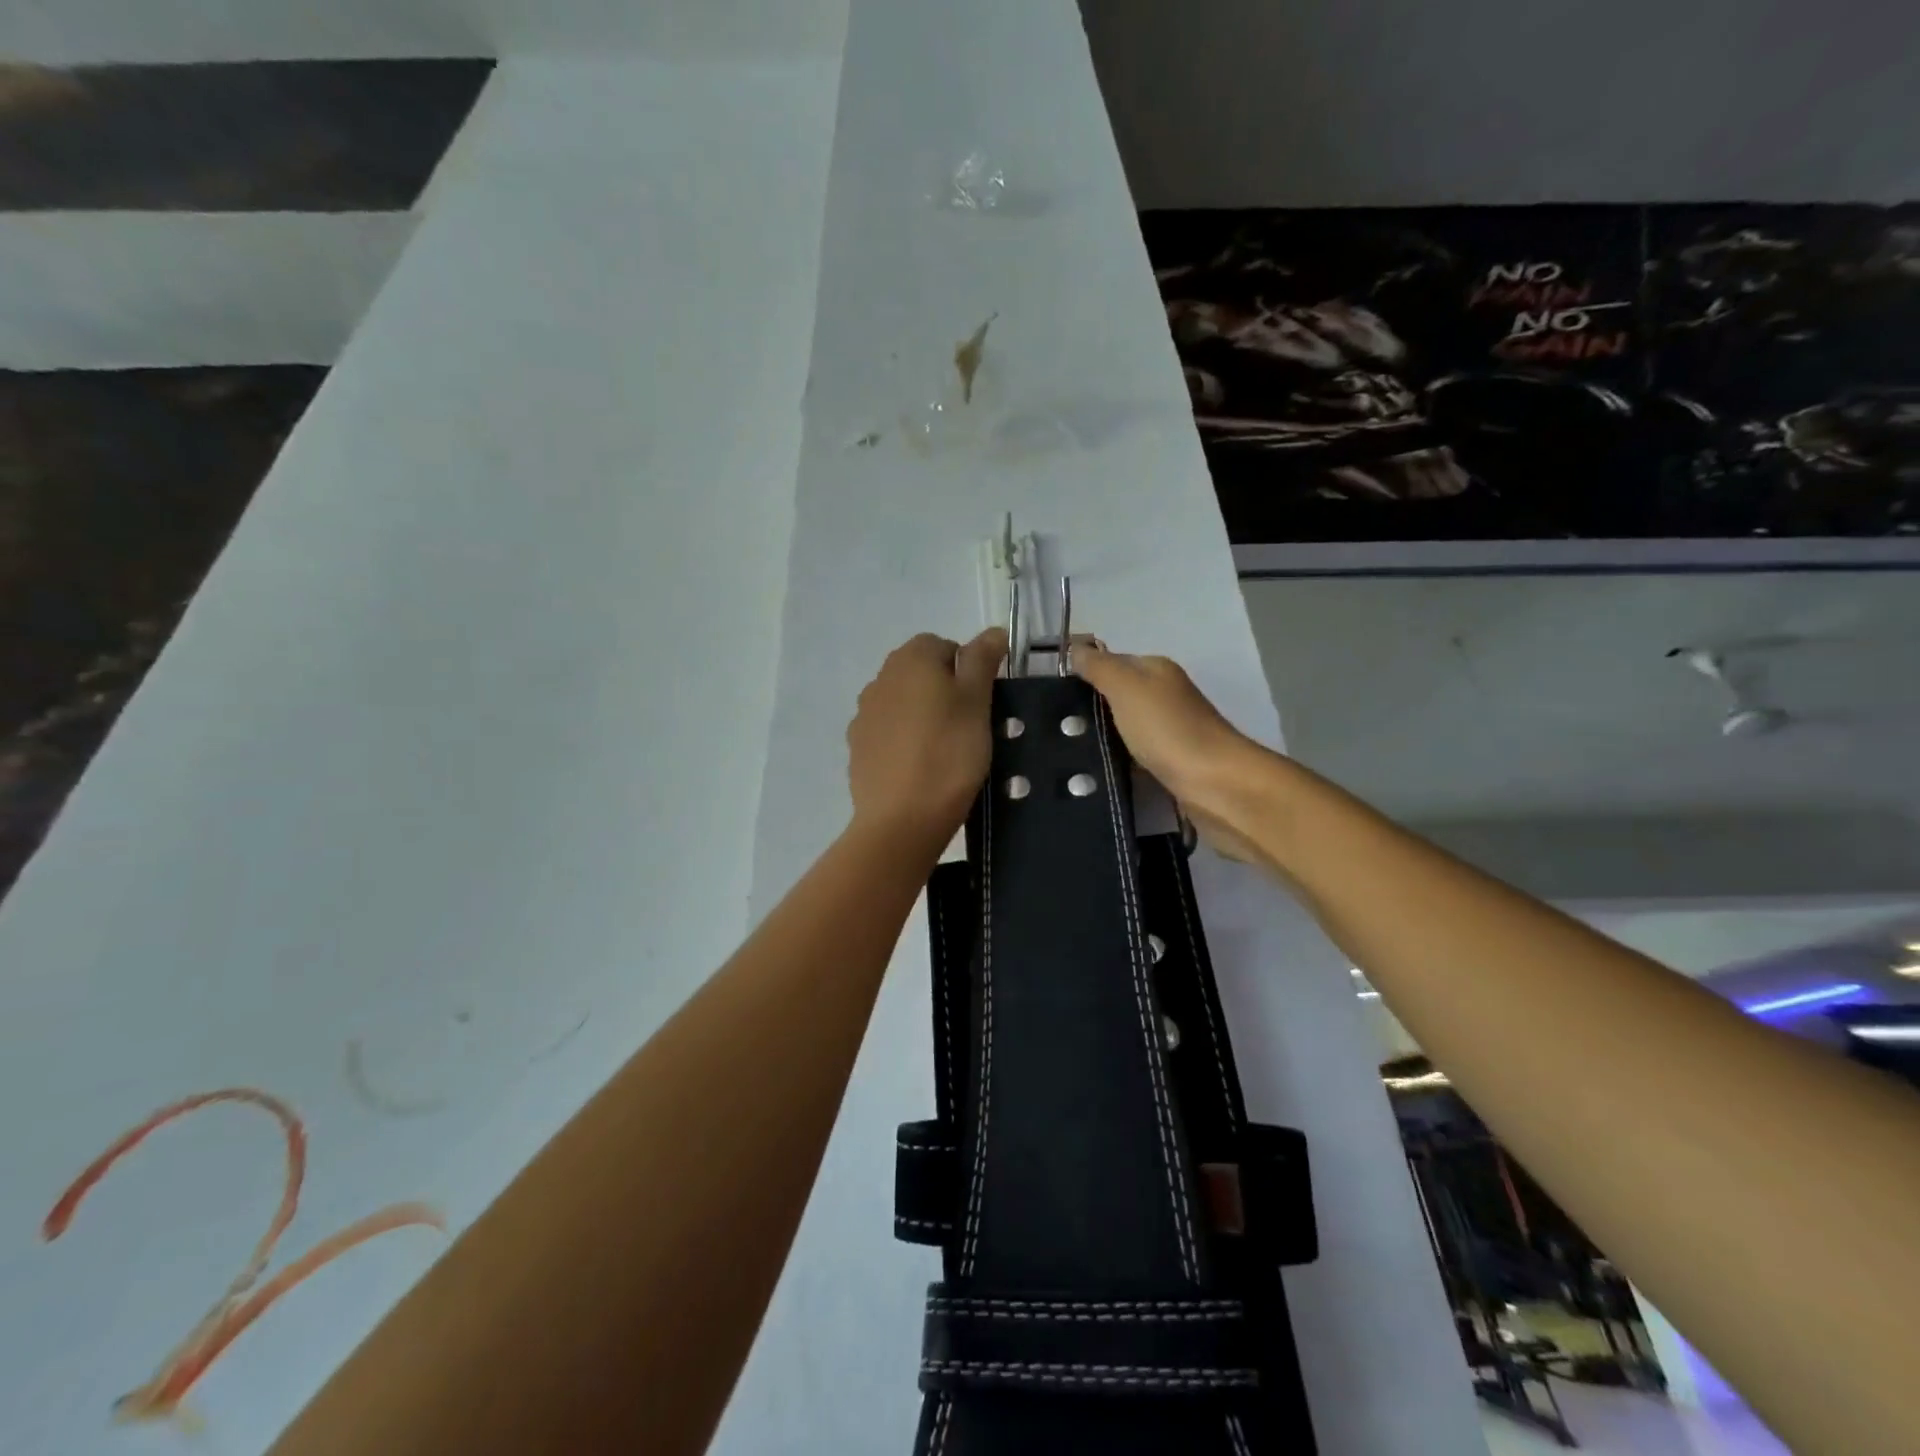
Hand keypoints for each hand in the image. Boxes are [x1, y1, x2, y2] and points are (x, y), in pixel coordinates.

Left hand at [847, 629, 1006, 850]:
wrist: (901, 819)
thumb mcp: (977, 702)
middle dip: (943, 690)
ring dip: (922, 714)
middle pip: (919, 672)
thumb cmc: (949, 754)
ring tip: (944, 749)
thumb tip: (992, 631)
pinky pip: (887, 732)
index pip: (942, 645)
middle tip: (968, 726)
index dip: (966, 669)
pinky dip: (904, 740)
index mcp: (910, 659)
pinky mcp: (858, 747)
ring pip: (902, 702)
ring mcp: (864, 714)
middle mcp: (880, 678)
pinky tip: (919, 767)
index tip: (981, 702)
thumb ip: (982, 660)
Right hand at [1074, 642, 1269, 859]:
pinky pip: (1136, 755)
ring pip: (1126, 727)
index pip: (1112, 662)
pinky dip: (1120, 760)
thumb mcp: (1126, 688)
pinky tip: (1099, 771)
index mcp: (1156, 670)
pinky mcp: (1172, 763)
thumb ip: (1099, 667)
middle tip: (1054, 727)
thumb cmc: (1167, 729)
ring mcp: (1171, 730)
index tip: (1051, 695)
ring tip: (1068, 752)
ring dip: (1104, 737)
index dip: (1084, 674)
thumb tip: (1074, 648)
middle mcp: (1166, 695)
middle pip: (1119, 695)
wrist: (1215, 784)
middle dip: (1091, 709)